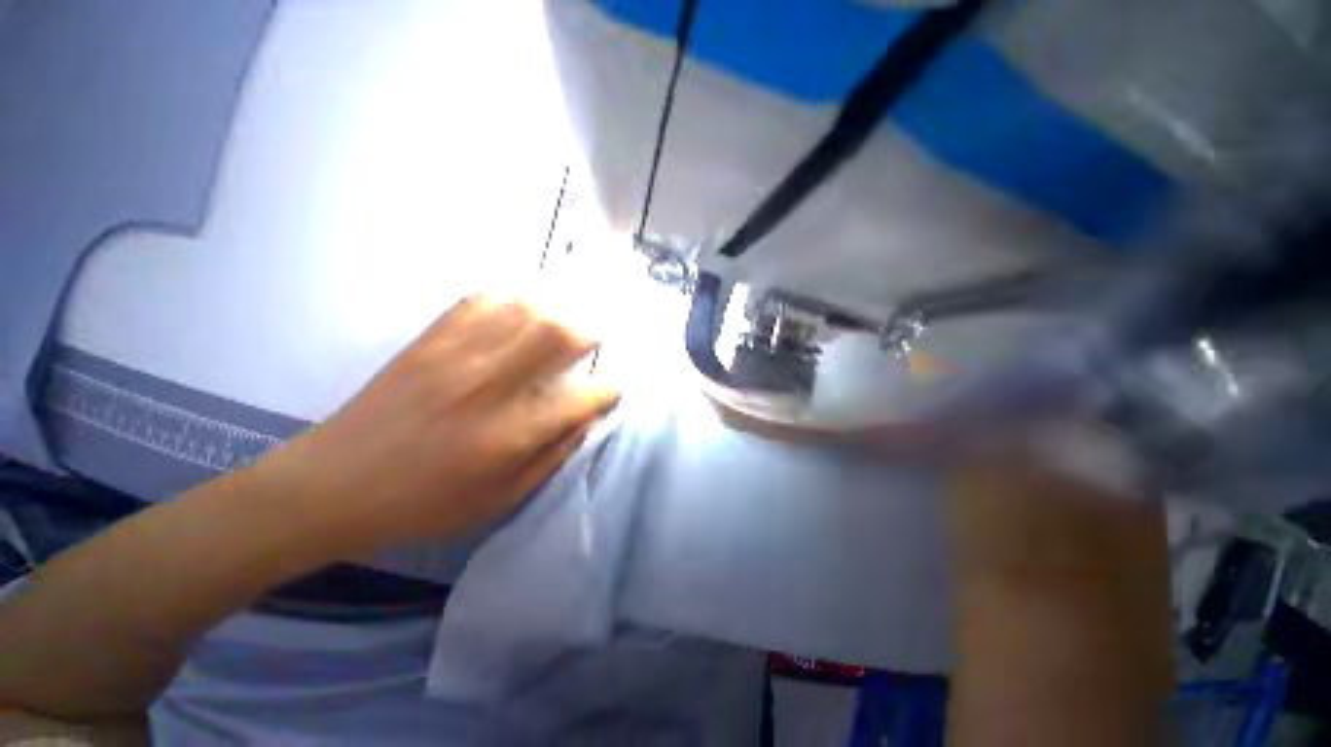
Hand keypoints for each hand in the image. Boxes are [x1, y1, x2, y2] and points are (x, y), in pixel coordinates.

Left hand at [258, 294, 618, 553]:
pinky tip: (517, 314)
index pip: (582, 397)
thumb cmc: (423, 504)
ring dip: (556, 312)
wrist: (332, 485)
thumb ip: (551, 456)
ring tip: (562, 325)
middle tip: (593, 342)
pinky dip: (511, 301)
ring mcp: (457, 356)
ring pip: (525, 309)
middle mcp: (491, 386)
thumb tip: (586, 419)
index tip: (613, 389)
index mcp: (510, 434)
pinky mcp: (430, 340)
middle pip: (558, 334)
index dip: (609, 390)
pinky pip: (481, 301)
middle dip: (590, 332)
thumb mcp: (499, 499)